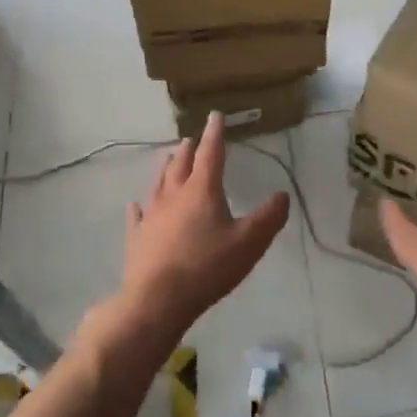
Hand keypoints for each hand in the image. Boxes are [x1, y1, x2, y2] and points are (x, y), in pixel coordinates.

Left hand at [113, 113, 289, 343]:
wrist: (157, 300)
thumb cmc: (207, 267)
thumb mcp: (249, 243)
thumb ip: (269, 217)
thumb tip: (282, 195)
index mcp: (202, 190)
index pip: (210, 153)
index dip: (214, 133)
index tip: (214, 115)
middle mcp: (174, 195)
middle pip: (181, 164)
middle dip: (188, 149)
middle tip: (191, 139)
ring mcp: (152, 215)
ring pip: (159, 183)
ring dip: (166, 168)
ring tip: (169, 158)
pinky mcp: (137, 237)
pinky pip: (137, 215)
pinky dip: (139, 207)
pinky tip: (135, 205)